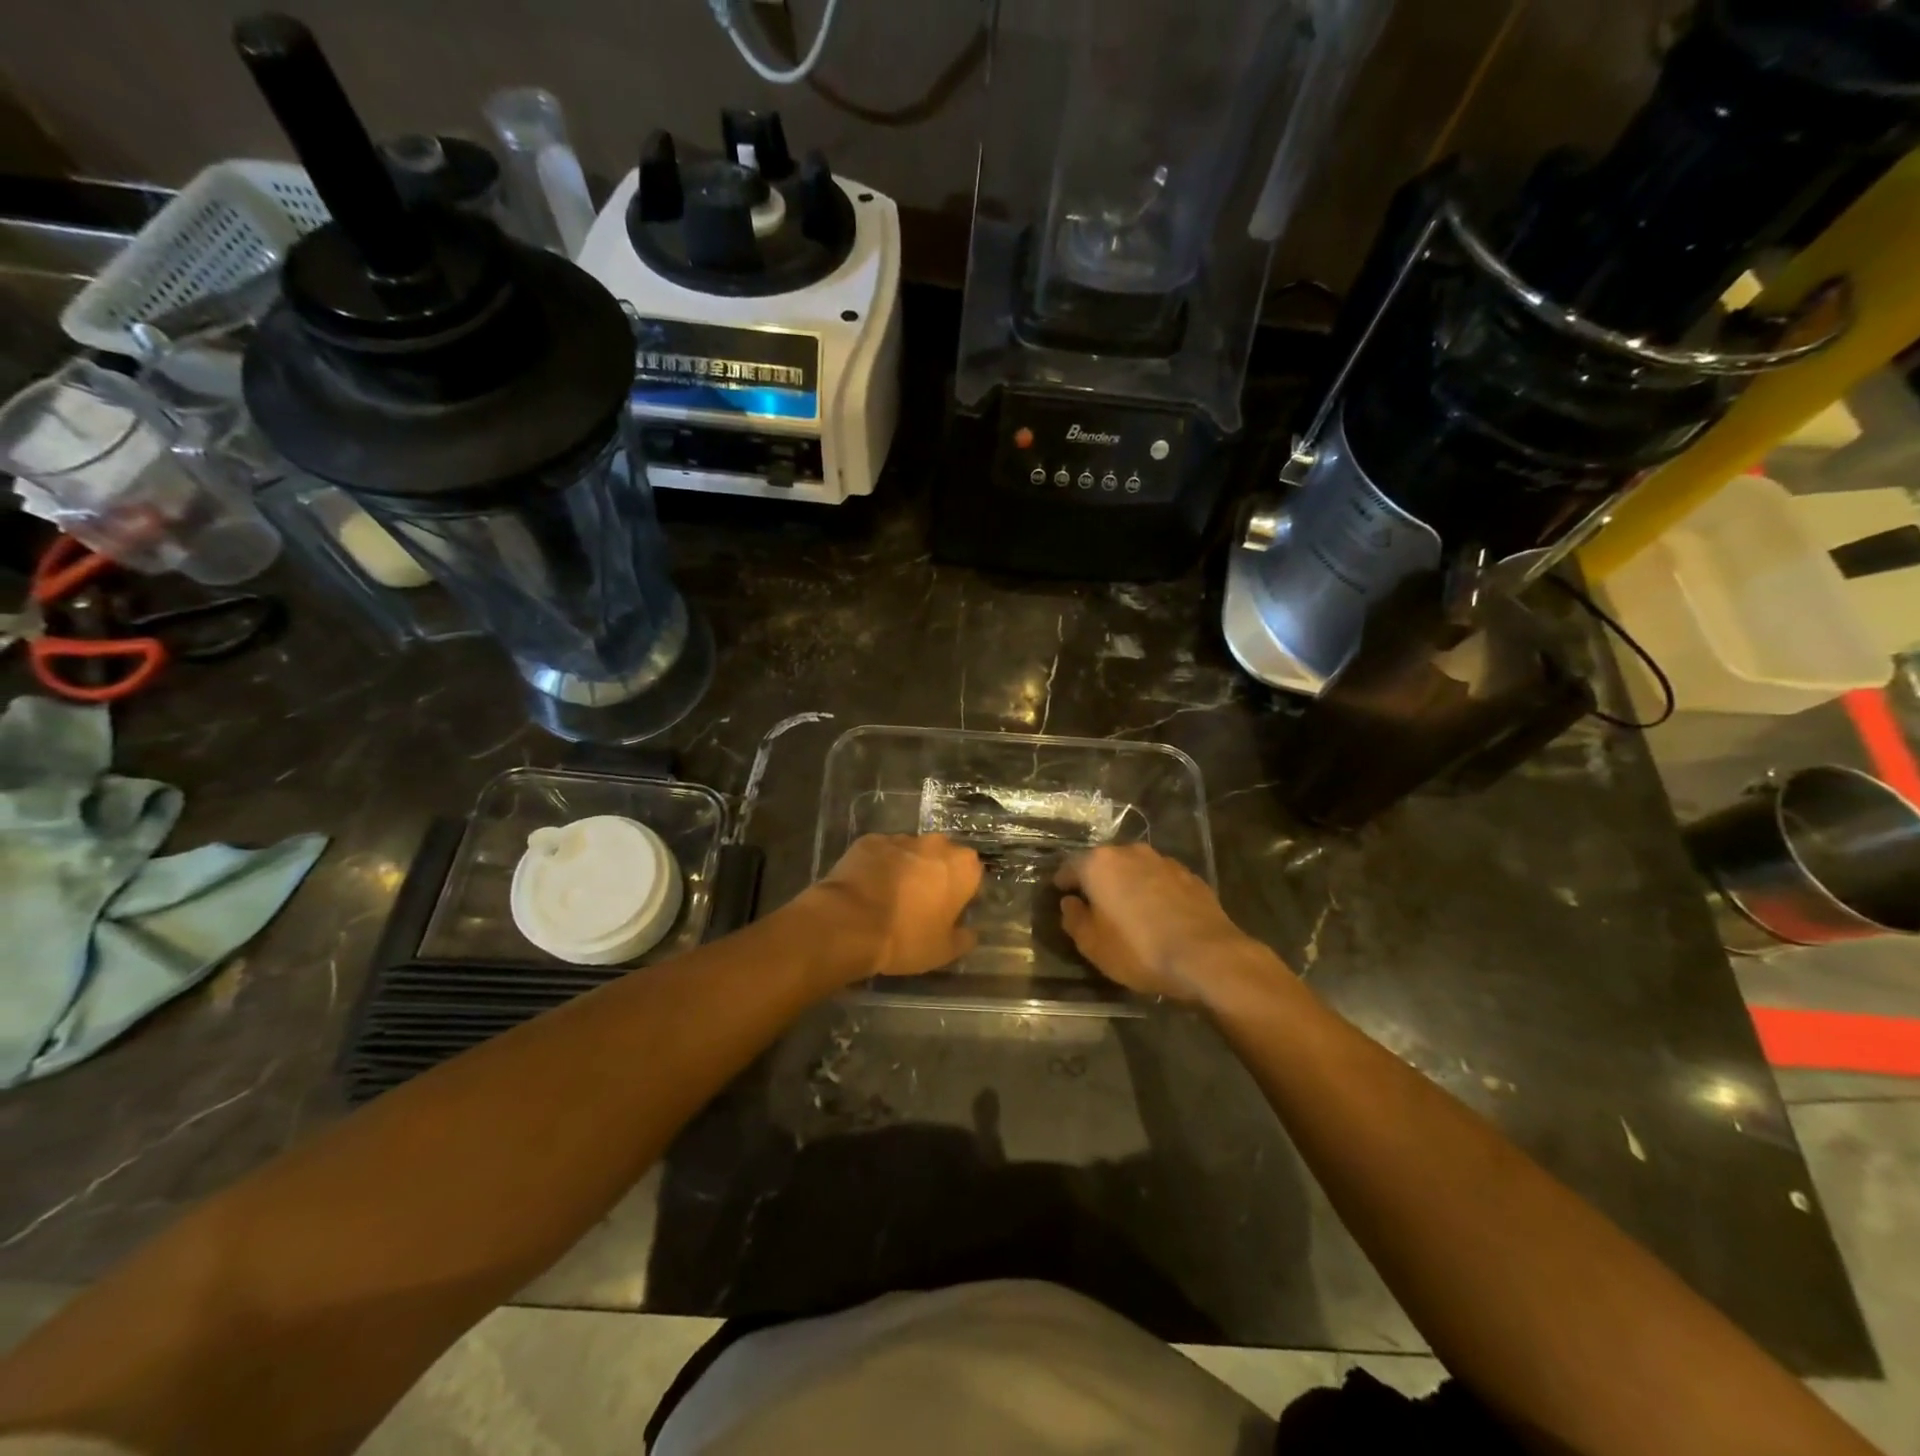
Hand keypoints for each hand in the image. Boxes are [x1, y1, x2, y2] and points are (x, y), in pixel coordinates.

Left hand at [795, 834, 982, 983]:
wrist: (849, 923)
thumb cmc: (906, 937)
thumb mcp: (944, 951)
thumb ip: (964, 938)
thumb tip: (970, 932)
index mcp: (962, 866)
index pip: (972, 875)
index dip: (962, 893)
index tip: (949, 912)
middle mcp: (936, 844)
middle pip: (942, 858)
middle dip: (935, 875)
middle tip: (920, 904)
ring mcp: (900, 838)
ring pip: (911, 852)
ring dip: (907, 869)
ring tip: (890, 897)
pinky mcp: (869, 840)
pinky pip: (882, 853)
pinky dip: (879, 865)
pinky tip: (868, 888)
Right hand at [1054, 844, 1270, 1000]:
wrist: (1207, 956)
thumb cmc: (1139, 950)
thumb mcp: (1092, 945)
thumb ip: (1073, 919)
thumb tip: (1070, 903)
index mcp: (1099, 864)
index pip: (1070, 867)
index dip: (1063, 883)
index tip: (1062, 896)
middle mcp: (1130, 852)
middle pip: (1104, 864)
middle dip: (1098, 881)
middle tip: (1095, 906)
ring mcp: (1163, 861)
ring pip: (1135, 869)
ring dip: (1128, 885)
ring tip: (1129, 911)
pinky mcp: (1190, 875)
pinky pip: (1160, 880)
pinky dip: (1154, 892)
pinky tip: (1158, 915)